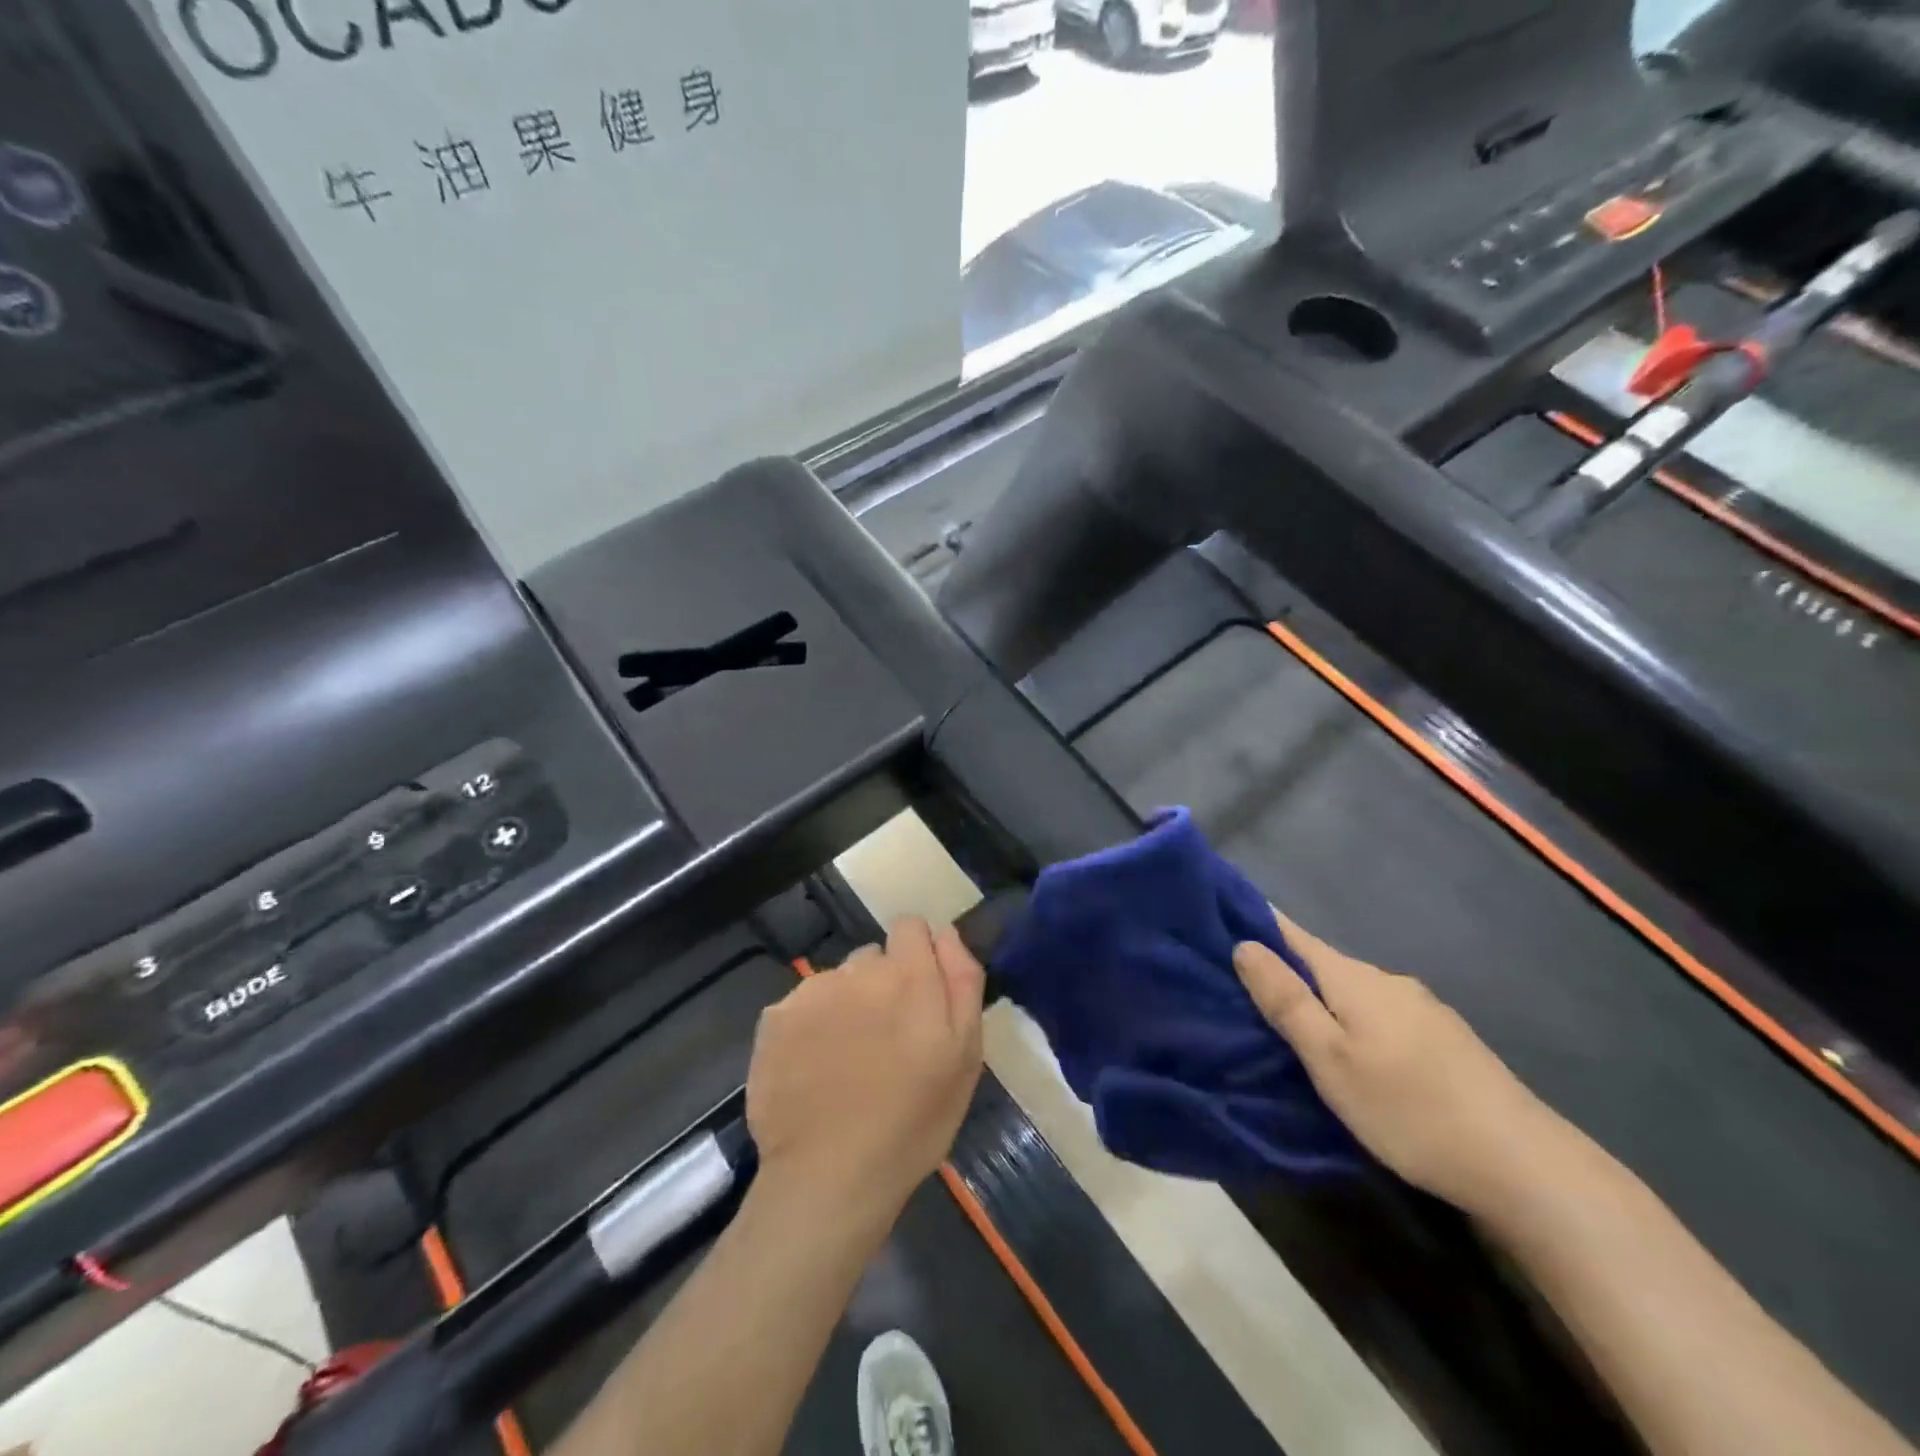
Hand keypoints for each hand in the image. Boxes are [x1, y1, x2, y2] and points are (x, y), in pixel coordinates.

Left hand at [747, 917, 984, 1220]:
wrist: (829, 1177)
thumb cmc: (912, 1122)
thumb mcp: (965, 1056)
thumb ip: (962, 981)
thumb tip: (946, 933)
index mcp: (907, 974)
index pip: (911, 926)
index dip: (918, 954)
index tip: (919, 995)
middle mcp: (856, 969)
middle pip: (873, 957)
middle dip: (882, 985)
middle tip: (885, 1041)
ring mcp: (810, 992)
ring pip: (836, 982)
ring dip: (846, 1006)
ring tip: (847, 1062)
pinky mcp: (774, 1019)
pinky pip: (801, 1007)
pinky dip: (810, 1028)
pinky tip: (813, 1071)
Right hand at [1234, 912, 1564, 1213]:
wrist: (1525, 1166)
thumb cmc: (1408, 1108)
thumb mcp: (1330, 1059)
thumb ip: (1286, 1001)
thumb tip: (1244, 943)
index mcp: (1353, 978)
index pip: (1291, 933)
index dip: (1255, 923)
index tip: (1219, 921)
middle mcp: (1387, 981)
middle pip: (1322, 963)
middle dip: (1285, 970)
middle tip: (1242, 991)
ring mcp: (1422, 1009)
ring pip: (1354, 993)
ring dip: (1322, 1000)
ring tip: (1292, 1027)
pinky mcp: (1445, 1041)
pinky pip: (1381, 1016)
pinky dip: (1354, 1022)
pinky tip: (1354, 1053)